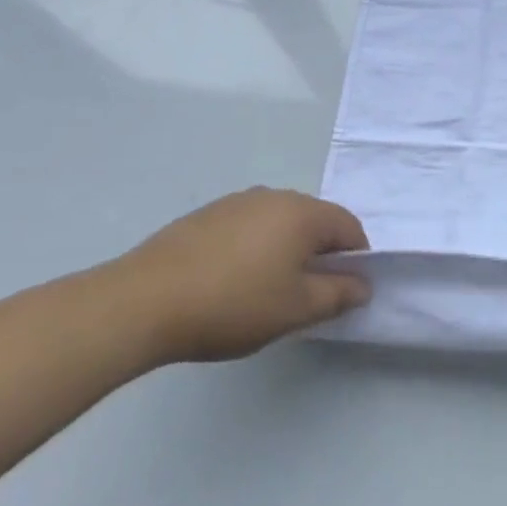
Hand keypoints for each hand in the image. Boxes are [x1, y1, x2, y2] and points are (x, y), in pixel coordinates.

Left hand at [109, 188, 371, 365]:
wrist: (142, 302)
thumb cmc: (233, 304)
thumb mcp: (295, 309)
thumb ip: (338, 295)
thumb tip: (363, 284)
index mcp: (304, 212)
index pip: (349, 227)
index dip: (356, 259)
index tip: (344, 291)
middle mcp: (276, 196)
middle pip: (315, 221)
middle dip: (320, 253)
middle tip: (306, 295)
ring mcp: (237, 201)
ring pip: (279, 223)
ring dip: (285, 250)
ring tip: (265, 290)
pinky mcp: (205, 215)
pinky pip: (247, 227)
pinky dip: (252, 248)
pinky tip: (230, 281)